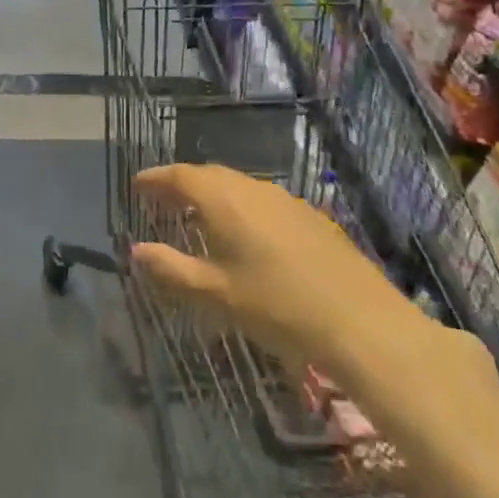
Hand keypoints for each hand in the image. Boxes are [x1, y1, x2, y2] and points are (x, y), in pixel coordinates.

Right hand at [128, 164, 498, 469]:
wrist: (362, 322)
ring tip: (199, 217)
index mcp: (224, 200)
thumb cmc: (277, 307)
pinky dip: (242, 207)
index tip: (137, 186)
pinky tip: (247, 235)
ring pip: (239, 186)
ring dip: (213, 195)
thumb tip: (136, 250)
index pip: (180, 176)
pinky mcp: (311, 217)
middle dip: (182, 184)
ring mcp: (286, 200)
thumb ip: (171, 269)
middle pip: (209, 175)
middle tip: (162, 200)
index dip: (155, 179)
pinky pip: (263, 201)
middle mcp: (253, 189)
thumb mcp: (215, 293)